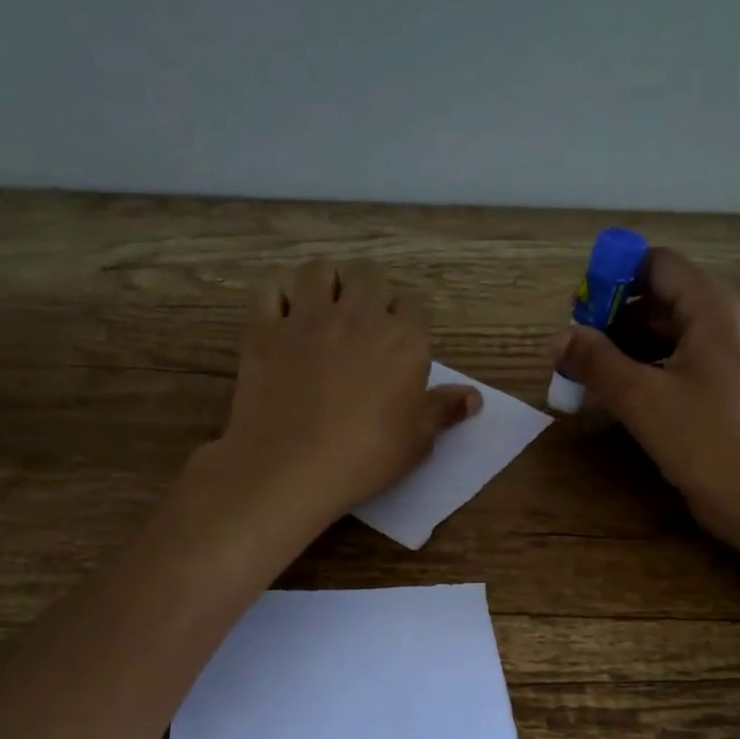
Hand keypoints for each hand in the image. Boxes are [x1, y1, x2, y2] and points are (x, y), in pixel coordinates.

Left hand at [201, 259, 480, 536]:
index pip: (414, 305)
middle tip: (361, 325)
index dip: (406, 322)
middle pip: (369, 275)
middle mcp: (358, 316)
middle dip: (368, 292)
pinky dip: (276, 299)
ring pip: (319, 270)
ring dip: (325, 284)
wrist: (291, 468)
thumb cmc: (365, 458)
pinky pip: (269, 291)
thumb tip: (474, 397)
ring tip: (322, 311)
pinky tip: (281, 321)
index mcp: (403, 340)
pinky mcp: (265, 330)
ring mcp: (307, 318)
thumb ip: (443, 411)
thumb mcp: (417, 442)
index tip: (399, 344)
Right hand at [555, 247, 739, 540]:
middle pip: (662, 301)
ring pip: (670, 337)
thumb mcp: (640, 397)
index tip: (579, 306)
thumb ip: (597, 361)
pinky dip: (648, 371)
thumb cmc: (703, 438)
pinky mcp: (728, 392)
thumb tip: (561, 337)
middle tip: (575, 348)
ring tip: (589, 375)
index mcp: (712, 311)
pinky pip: (681, 365)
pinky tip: (620, 397)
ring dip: (627, 349)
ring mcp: (731, 361)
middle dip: (614, 319)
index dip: (615, 276)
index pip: (659, 266)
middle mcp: (727, 325)